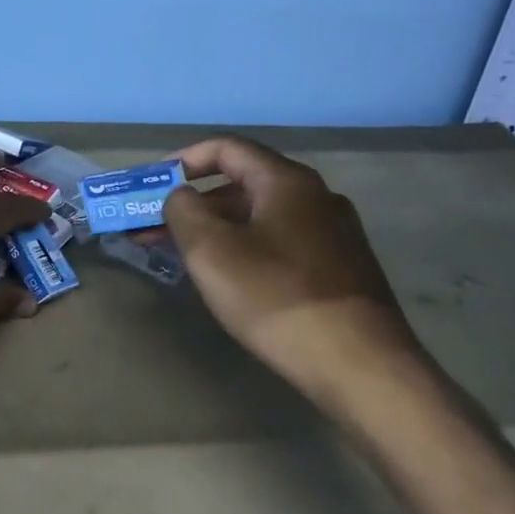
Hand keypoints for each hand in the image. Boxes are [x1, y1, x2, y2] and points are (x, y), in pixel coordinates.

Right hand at [163, 135, 428, 407]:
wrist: (361, 365)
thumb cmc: (276, 296)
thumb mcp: (211, 250)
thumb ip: (183, 210)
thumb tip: (181, 196)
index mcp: (286, 181)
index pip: (227, 148)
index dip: (184, 159)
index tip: (153, 184)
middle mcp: (316, 197)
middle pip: (243, 184)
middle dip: (194, 204)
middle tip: (156, 230)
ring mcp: (334, 234)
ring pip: (261, 218)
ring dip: (217, 230)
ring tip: (183, 258)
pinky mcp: (341, 270)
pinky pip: (280, 243)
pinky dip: (245, 249)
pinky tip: (229, 280)